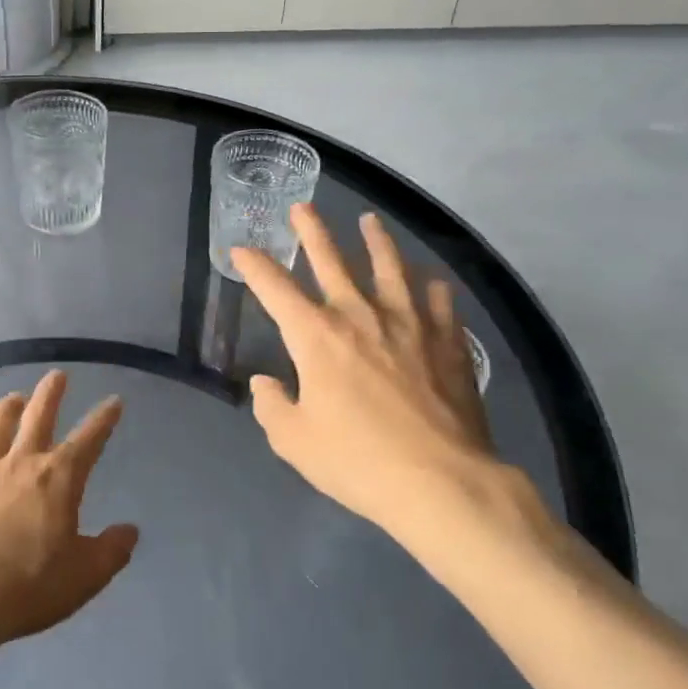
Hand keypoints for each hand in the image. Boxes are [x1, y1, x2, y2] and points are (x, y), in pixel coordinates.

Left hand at [0, 371, 138, 654]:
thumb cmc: (28, 588)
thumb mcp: (85, 576)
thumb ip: (112, 550)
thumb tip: (130, 530)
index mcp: (58, 479)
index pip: (89, 439)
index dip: (104, 419)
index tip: (114, 400)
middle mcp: (20, 464)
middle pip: (37, 417)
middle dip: (50, 394)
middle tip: (57, 375)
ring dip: (5, 409)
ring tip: (13, 398)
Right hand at [231, 205, 552, 546]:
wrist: (441, 482)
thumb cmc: (358, 462)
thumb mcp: (295, 442)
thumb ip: (273, 406)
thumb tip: (266, 382)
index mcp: (316, 336)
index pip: (275, 288)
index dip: (254, 265)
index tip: (241, 249)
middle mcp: (359, 314)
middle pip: (331, 260)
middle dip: (312, 230)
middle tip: (302, 206)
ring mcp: (408, 322)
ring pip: (389, 266)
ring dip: (376, 240)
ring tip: (370, 220)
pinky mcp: (447, 339)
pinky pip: (438, 300)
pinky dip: (431, 287)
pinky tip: (431, 281)